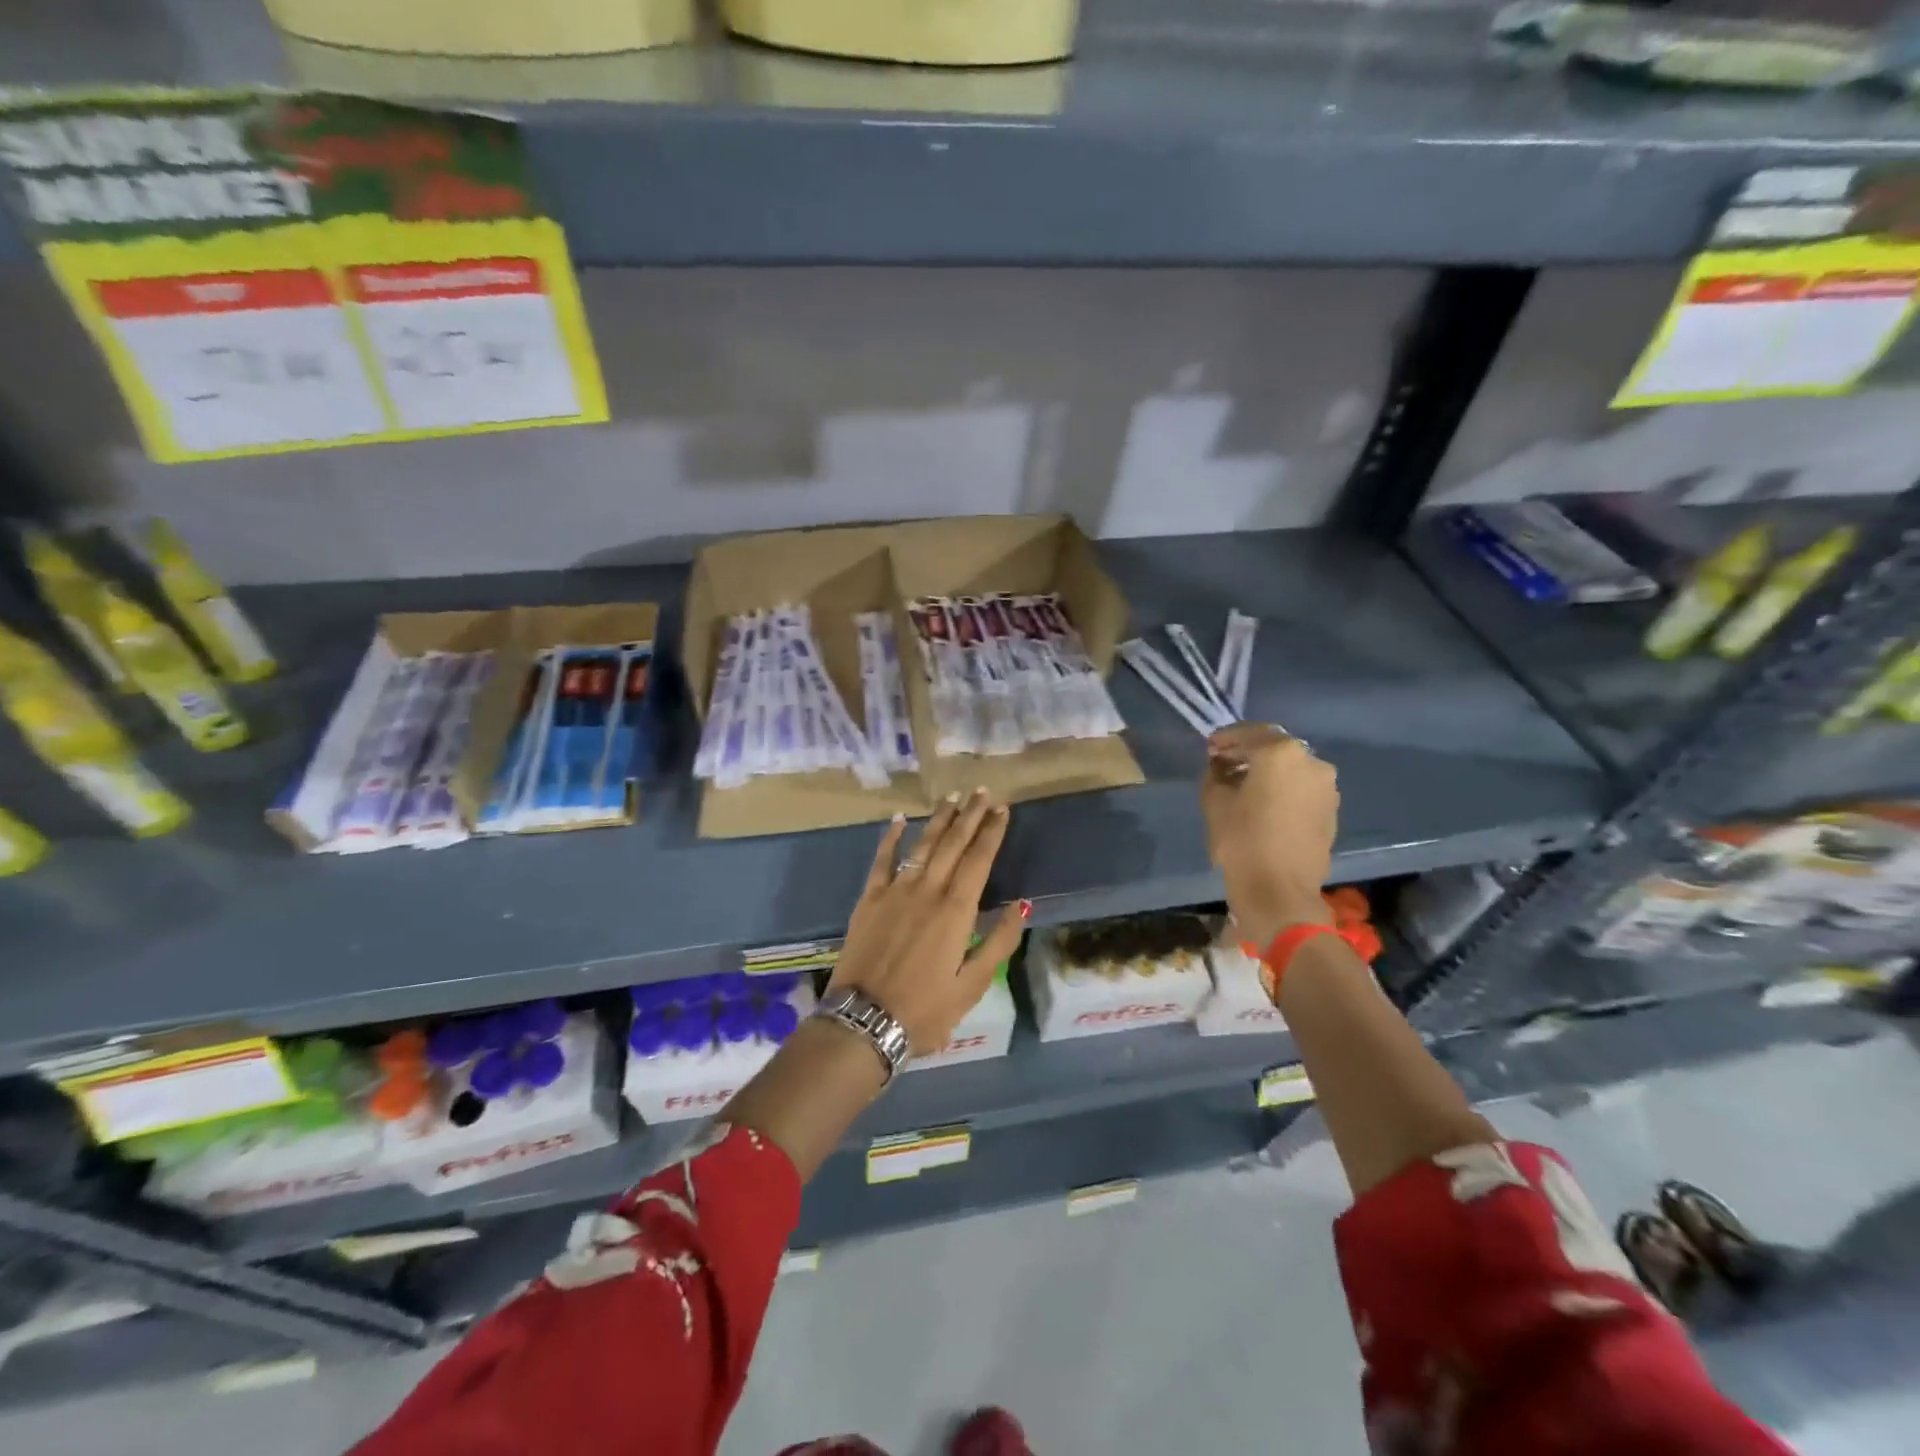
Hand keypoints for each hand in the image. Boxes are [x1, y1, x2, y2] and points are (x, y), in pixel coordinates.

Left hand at [828, 788, 1030, 1055]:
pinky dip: (890, 838)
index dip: (992, 832)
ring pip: (922, 845)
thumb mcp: (973, 986)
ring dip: (939, 819)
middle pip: (953, 844)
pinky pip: (882, 860)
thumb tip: (1022, 905)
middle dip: (970, 815)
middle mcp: (927, 890)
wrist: (863, 1023)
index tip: (1003, 808)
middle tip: (983, 791)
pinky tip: (898, 819)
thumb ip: (999, 942)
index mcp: (955, 910)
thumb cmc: (924, 1011)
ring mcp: (894, 891)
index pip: (979, 859)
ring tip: (952, 797)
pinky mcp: (868, 900)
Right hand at [1200, 723, 1338, 947]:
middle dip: (1248, 753)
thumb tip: (1221, 765)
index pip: (1249, 733)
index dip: (1226, 739)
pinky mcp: (1331, 810)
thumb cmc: (1242, 840)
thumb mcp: (1214, 801)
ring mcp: (1326, 787)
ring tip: (1243, 785)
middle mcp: (1311, 762)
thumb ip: (1215, 773)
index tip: (1209, 747)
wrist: (1280, 891)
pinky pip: (1302, 788)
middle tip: (1224, 763)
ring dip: (1267, 771)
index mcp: (1281, 753)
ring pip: (1291, 768)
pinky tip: (1264, 803)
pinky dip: (1283, 788)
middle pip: (1274, 748)